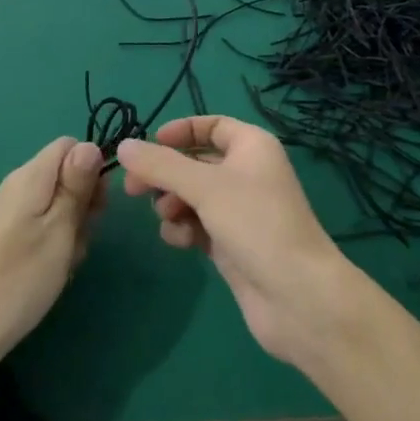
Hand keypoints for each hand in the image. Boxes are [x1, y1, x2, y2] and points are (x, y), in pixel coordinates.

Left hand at [0, 138, 105, 372]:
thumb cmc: (21, 277)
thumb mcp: (60, 228)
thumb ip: (77, 185)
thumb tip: (91, 146)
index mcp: (31, 176)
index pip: (70, 146)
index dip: (92, 167)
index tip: (99, 204)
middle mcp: (19, 186)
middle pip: (67, 174)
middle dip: (85, 202)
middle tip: (84, 236)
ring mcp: (12, 214)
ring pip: (60, 204)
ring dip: (74, 229)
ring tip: (68, 260)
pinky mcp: (8, 238)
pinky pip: (44, 226)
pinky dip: (58, 244)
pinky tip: (55, 270)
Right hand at [117, 116, 353, 363]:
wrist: (296, 295)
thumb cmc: (255, 223)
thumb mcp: (204, 187)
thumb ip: (160, 165)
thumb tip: (123, 146)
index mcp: (252, 147)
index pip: (212, 125)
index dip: (180, 132)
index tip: (148, 145)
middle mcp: (247, 173)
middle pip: (195, 163)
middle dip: (165, 174)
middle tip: (133, 189)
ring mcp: (240, 211)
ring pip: (193, 196)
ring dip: (173, 203)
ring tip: (166, 217)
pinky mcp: (232, 243)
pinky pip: (198, 225)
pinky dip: (185, 229)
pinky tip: (180, 242)